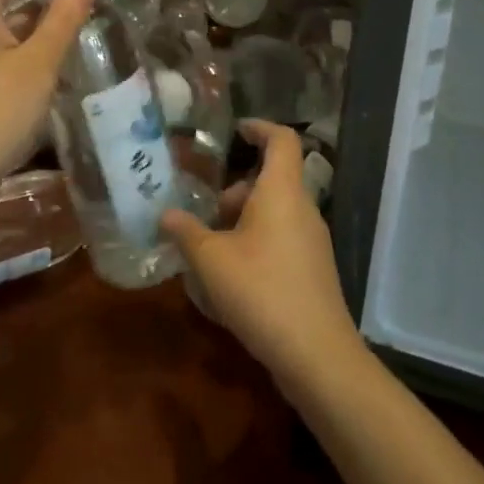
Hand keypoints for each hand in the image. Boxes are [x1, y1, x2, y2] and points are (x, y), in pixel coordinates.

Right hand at [161, 120, 363, 385]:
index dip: (260, 127)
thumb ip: (186, 232)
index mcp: (282, 192)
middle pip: (272, 179)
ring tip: (210, 248)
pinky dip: (256, 242)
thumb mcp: (210, 260)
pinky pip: (281, 238)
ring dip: (243, 220)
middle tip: (206, 210)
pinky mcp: (313, 270)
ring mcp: (313, 242)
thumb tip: (166, 214)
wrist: (317, 356)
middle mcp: (302, 209)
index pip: (282, 140)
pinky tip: (231, 276)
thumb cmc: (261, 292)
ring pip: (275, 212)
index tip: (236, 130)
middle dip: (236, 188)